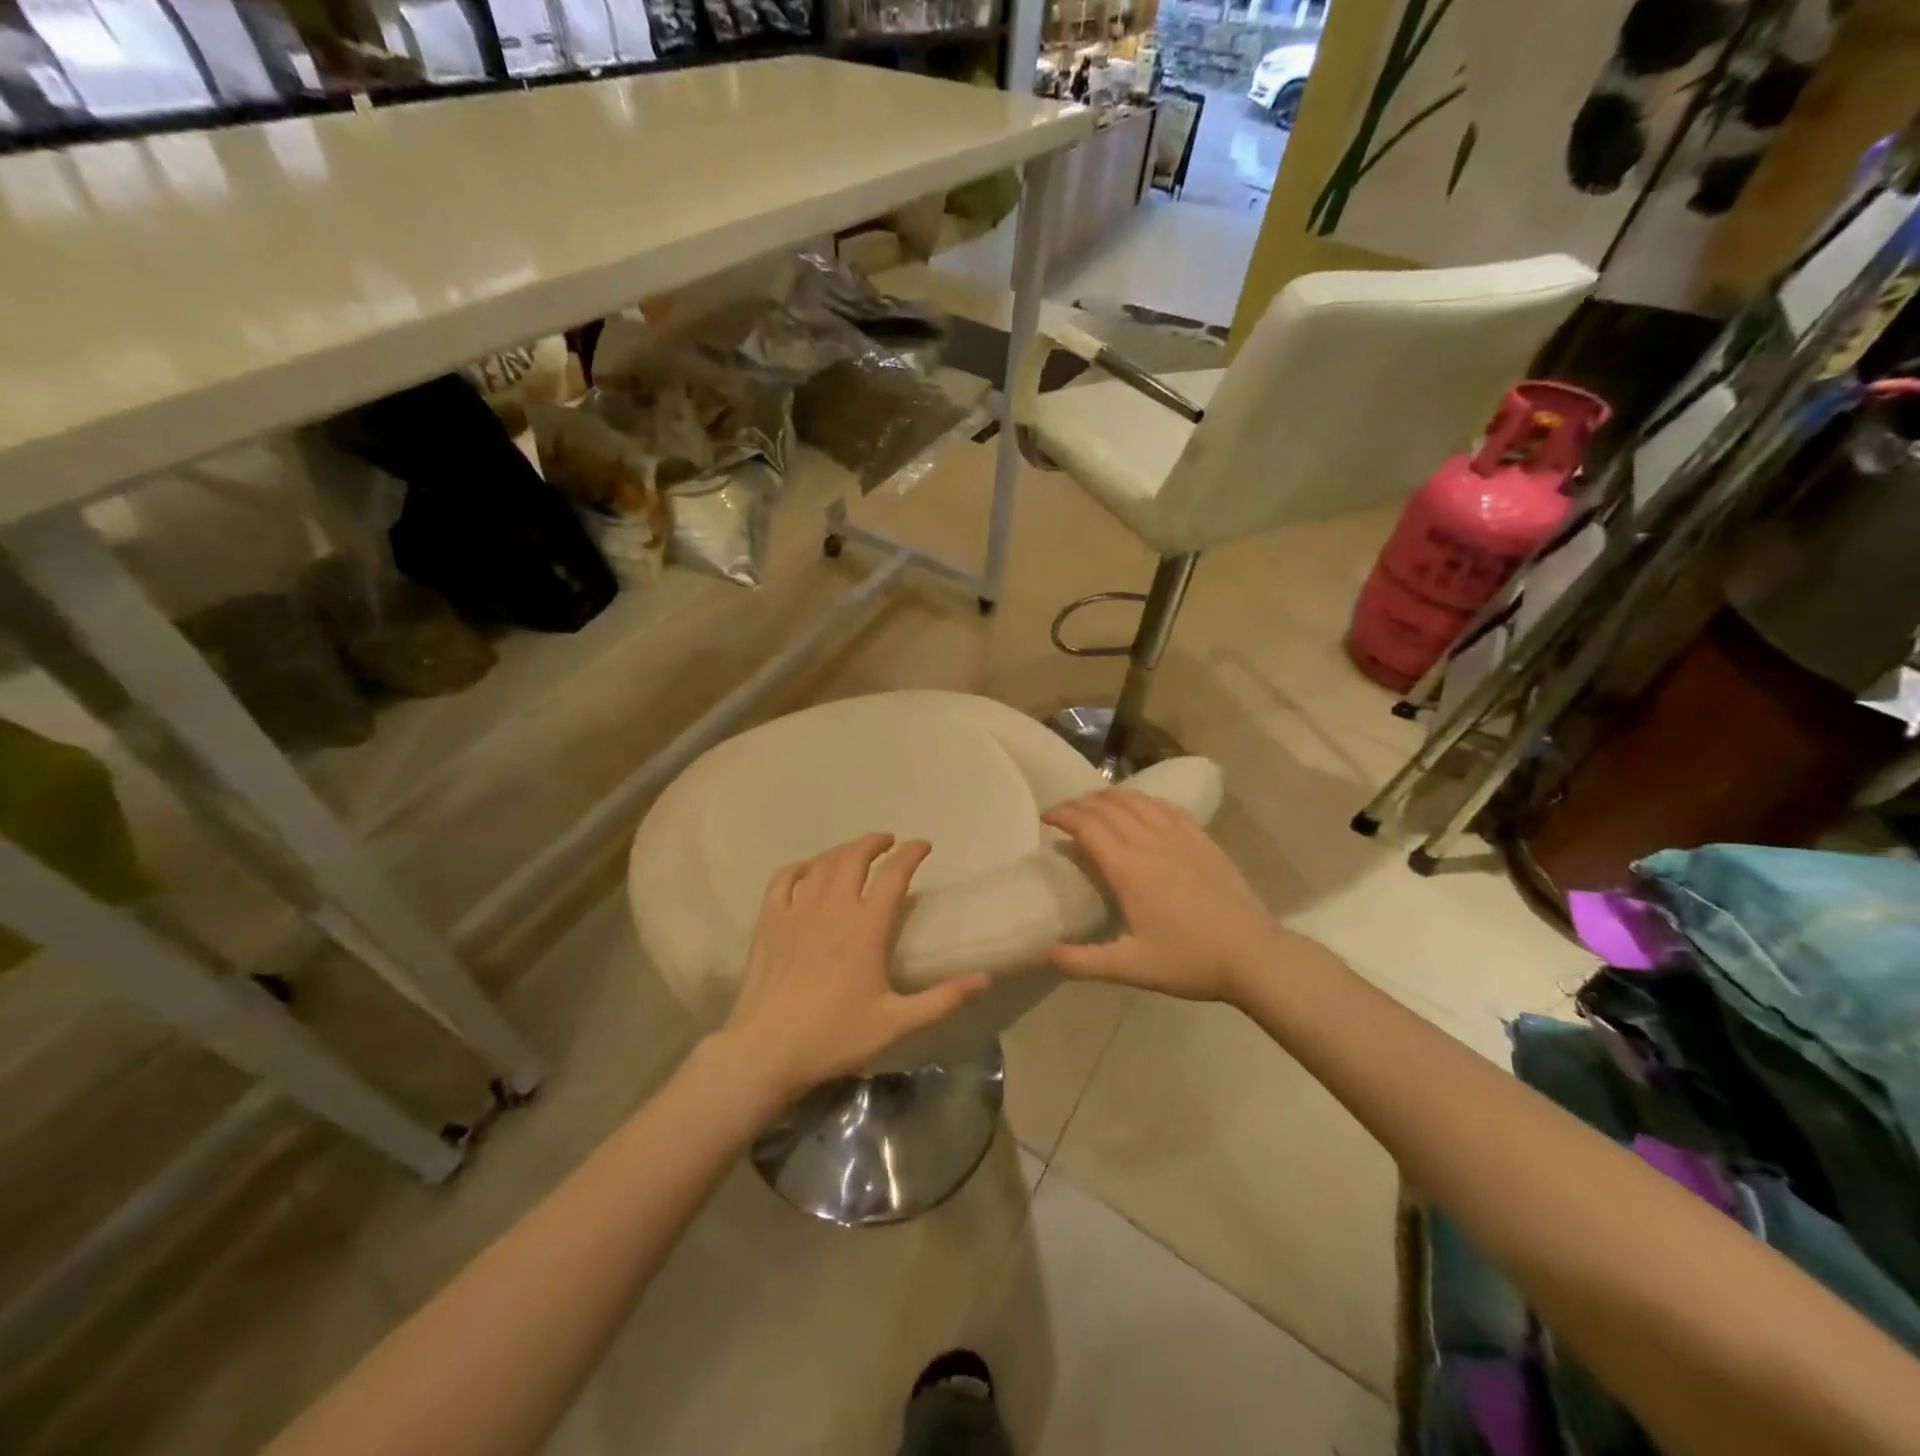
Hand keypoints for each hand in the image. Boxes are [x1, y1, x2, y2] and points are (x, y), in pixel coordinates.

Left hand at [719, 833, 988, 1101]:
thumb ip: (943, 999)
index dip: (911, 853)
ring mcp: (797, 911)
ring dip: (842, 850)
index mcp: (866, 927)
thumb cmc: (835, 1036)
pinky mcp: (769, 922)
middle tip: (888, 841)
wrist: (767, 1051)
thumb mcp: (897, 1022)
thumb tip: (985, 980)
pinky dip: (798, 867)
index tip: (923, 845)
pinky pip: (783, 880)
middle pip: (854, 857)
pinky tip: (806, 869)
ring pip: (821, 864)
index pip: (894, 874)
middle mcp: (833, 908)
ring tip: (855, 850)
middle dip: (875, 843)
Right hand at [1043, 788, 1290, 1003]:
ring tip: (1094, 804)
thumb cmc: (1189, 960)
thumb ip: (1081, 961)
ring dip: (1109, 796)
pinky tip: (1140, 808)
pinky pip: (1166, 807)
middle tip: (1064, 812)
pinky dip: (1143, 800)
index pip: (1087, 826)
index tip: (1045, 817)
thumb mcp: (1130, 968)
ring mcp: (1180, 836)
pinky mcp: (1202, 838)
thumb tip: (1039, 954)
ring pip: (1137, 800)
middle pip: (1108, 807)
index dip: (1063, 815)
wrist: (1253, 954)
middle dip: (1080, 803)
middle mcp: (1150, 841)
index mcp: (1128, 868)